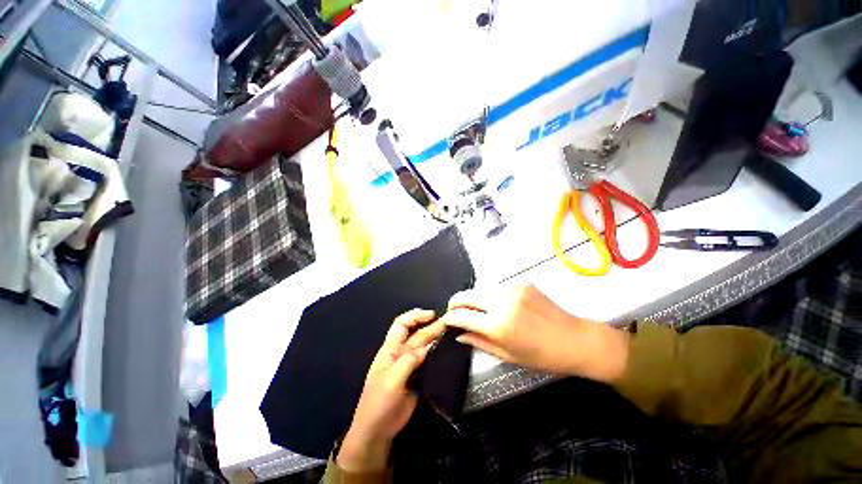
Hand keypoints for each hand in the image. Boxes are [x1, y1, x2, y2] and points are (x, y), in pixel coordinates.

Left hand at [337, 309, 444, 472]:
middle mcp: (400, 353)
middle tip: (448, 323)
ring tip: (449, 331)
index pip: (402, 324)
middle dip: (430, 326)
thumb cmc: (378, 403)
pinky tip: (445, 349)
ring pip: (423, 345)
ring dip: (435, 336)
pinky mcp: (417, 376)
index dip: (415, 316)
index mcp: (390, 349)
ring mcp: (409, 365)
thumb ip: (407, 362)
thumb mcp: (391, 381)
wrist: (377, 430)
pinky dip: (436, 351)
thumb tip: (425, 348)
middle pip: (416, 334)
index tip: (432, 315)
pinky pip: (428, 359)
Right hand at [439, 284, 629, 382]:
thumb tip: (458, 334)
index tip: (446, 320)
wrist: (576, 339)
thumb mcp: (508, 355)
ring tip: (479, 311)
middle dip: (456, 302)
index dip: (449, 317)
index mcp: (499, 325)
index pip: (462, 315)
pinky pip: (498, 288)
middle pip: (467, 295)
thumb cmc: (543, 356)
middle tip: (454, 310)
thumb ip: (479, 341)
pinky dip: (493, 297)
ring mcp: (513, 288)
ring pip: (482, 290)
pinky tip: (500, 306)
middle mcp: (502, 301)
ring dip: (475, 300)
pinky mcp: (522, 282)